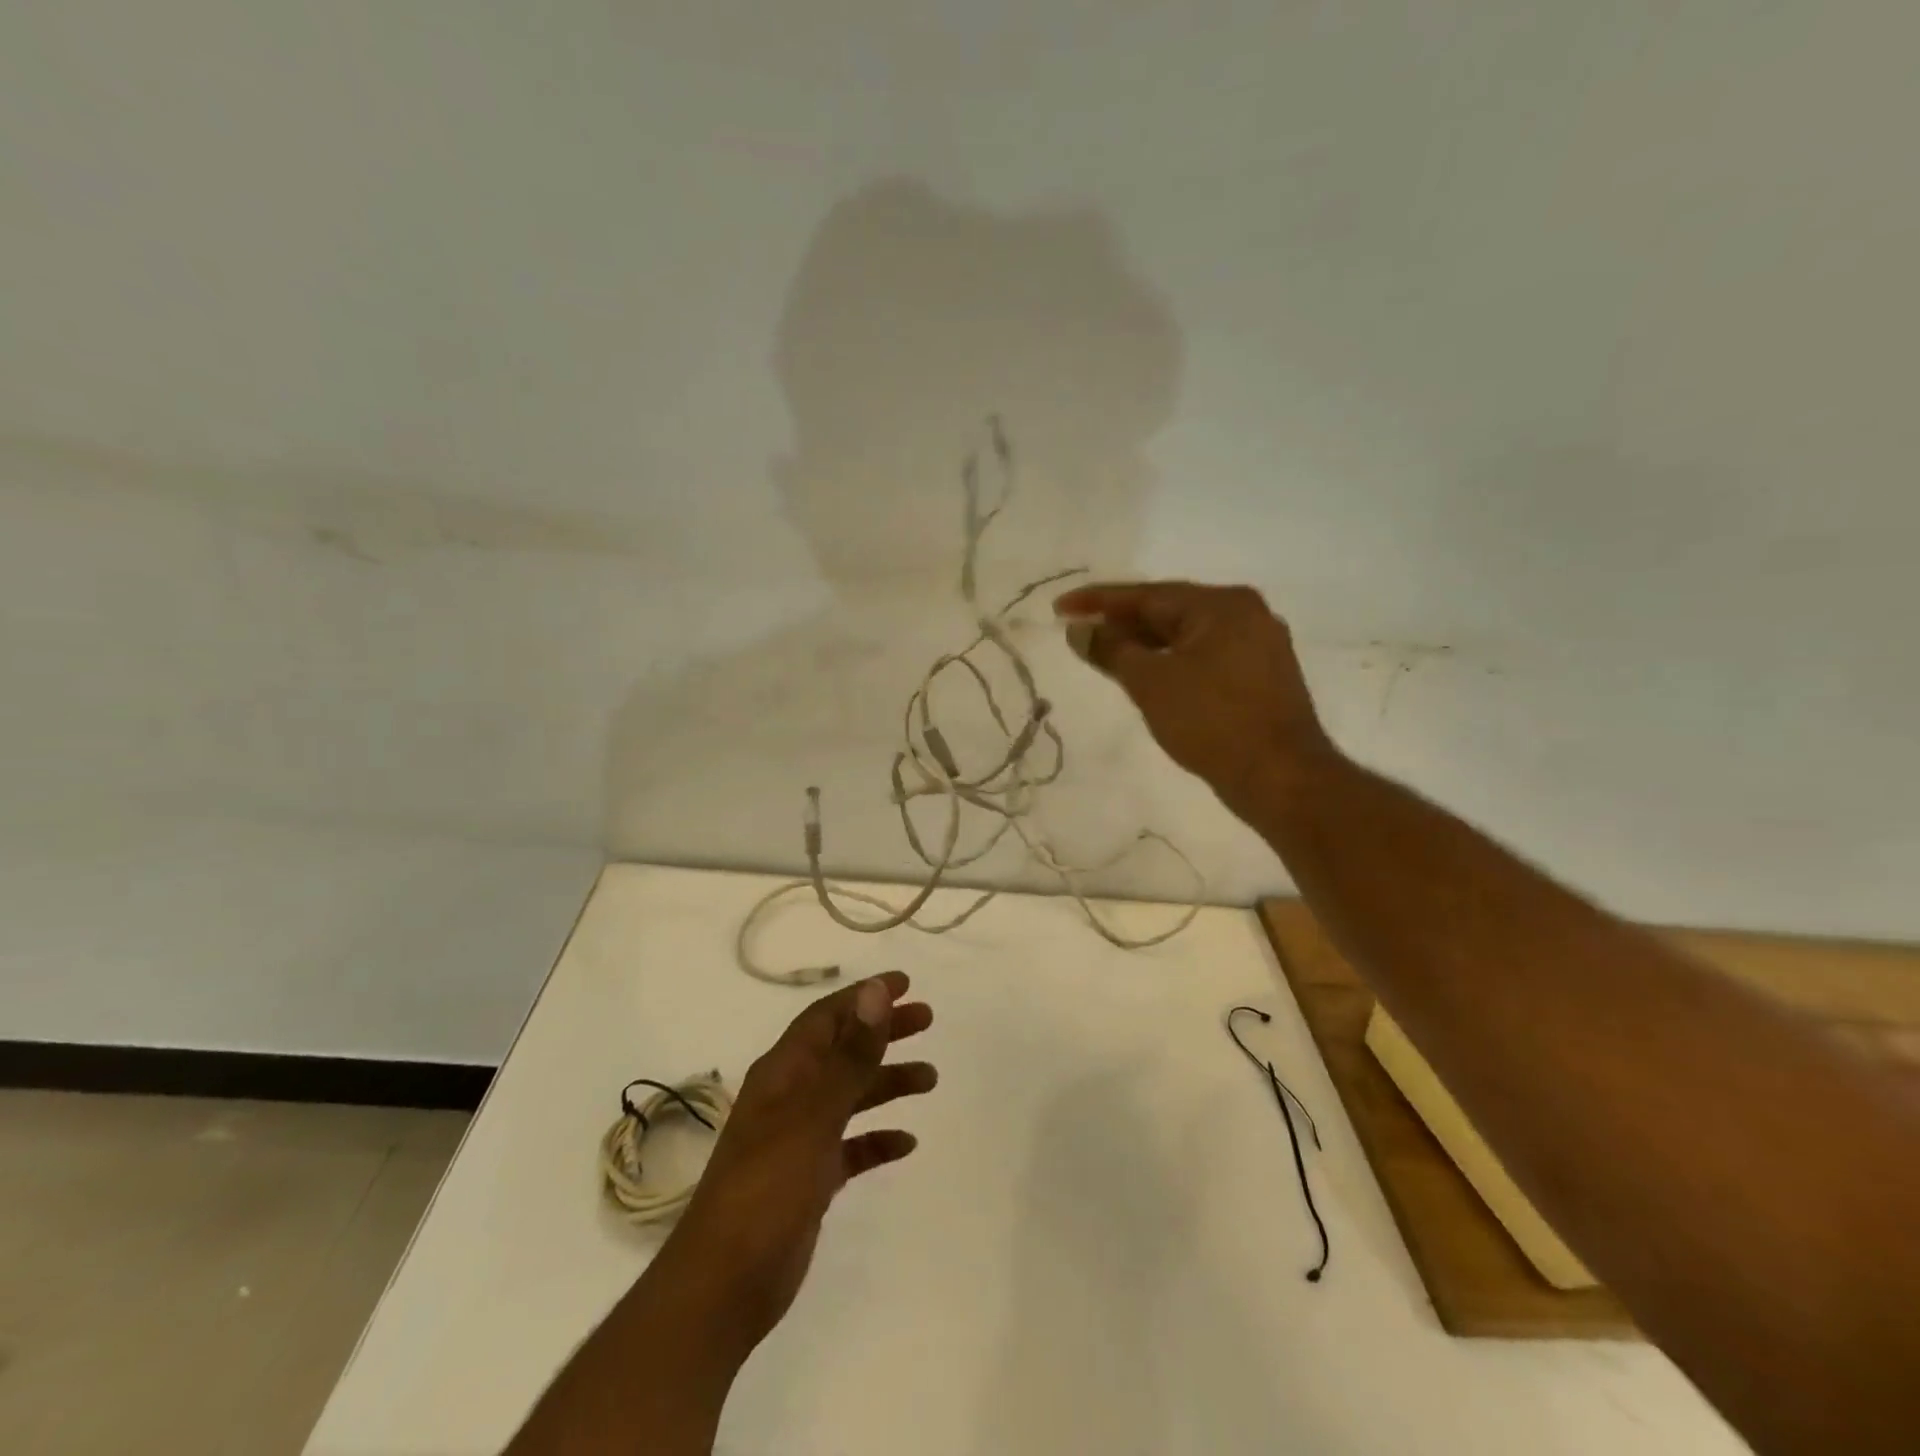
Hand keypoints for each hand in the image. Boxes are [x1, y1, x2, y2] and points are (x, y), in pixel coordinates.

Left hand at [661, 972, 935, 1353]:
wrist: (723, 1286)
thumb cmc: (767, 1188)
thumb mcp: (813, 1115)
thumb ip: (849, 1055)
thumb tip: (875, 991)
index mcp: (783, 1072)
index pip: (827, 1017)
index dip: (864, 996)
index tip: (905, 984)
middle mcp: (790, 1097)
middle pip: (842, 1050)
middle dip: (883, 1032)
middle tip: (927, 1020)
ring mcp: (798, 1139)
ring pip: (850, 1096)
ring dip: (887, 1082)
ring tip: (930, 1079)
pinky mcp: (809, 1179)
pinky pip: (851, 1146)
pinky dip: (877, 1139)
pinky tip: (905, 1143)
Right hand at [1054, 580, 1332, 813]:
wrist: (1280, 776)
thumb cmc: (1211, 722)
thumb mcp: (1150, 683)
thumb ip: (1111, 650)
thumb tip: (1080, 630)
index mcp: (1221, 604)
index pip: (1147, 595)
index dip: (1098, 601)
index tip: (1060, 607)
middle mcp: (1245, 613)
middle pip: (1169, 611)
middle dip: (1122, 622)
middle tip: (1079, 631)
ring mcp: (1258, 644)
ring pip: (1187, 636)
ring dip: (1145, 644)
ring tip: (1105, 654)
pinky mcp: (1261, 675)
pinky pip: (1204, 656)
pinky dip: (1171, 662)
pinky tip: (1148, 675)